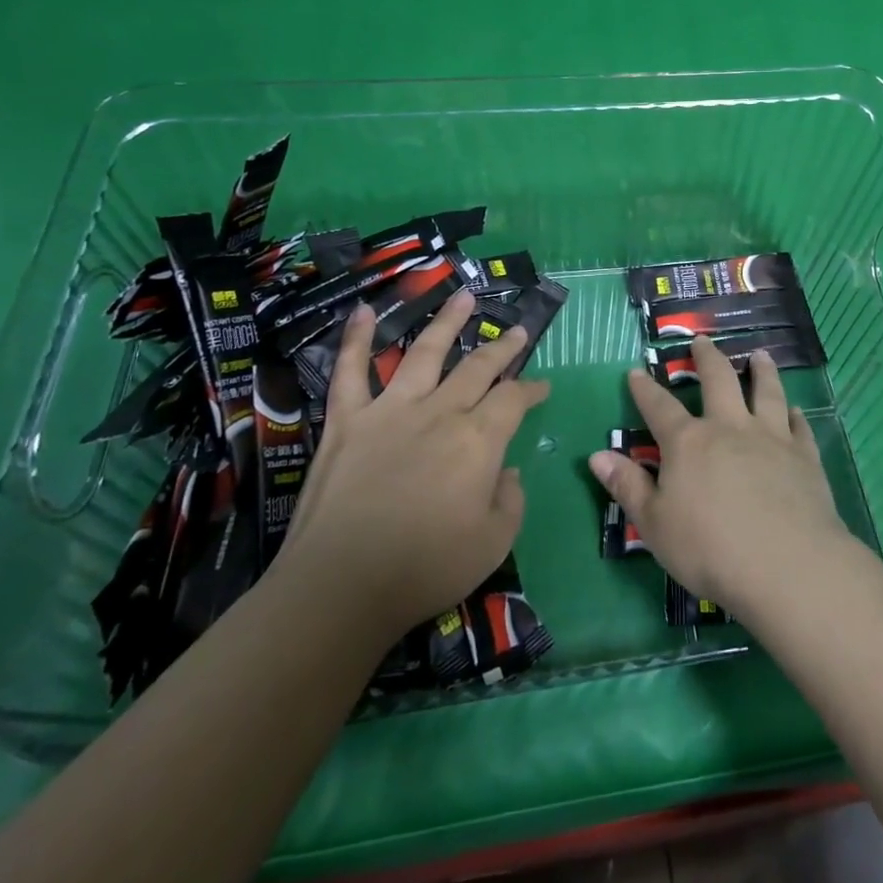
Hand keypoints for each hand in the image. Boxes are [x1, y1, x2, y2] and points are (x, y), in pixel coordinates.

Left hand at [274, 288, 548, 634]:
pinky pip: (350, 371)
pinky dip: (355, 339)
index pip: (514, 399)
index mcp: (479, 439)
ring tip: (463, 296)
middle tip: (518, 330)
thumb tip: (508, 472)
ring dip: (447, 321)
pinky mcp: (347, 420)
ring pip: (424, 352)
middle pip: (478, 367)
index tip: (542, 385)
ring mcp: (390, 410)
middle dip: (503, 346)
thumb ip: (511, 500)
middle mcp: (440, 411)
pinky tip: (362, 310)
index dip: (532, 389)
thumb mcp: (494, 542)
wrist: (340, 586)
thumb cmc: (425, 568)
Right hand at [587, 335, 852, 615]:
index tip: (636, 371)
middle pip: (718, 381)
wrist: (785, 564)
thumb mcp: (654, 524)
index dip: (645, 389)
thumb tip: (597, 455)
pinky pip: (798, 426)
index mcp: (688, 443)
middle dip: (707, 358)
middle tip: (702, 341)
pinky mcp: (804, 456)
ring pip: (766, 391)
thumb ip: (628, 486)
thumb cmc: (709, 549)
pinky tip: (796, 410)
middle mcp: (729, 427)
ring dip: (761, 371)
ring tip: (760, 356)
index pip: (659, 407)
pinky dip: (795, 415)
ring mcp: (771, 437)